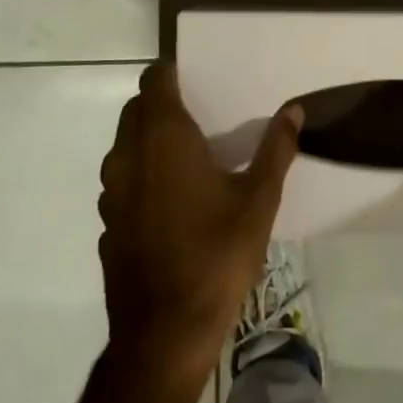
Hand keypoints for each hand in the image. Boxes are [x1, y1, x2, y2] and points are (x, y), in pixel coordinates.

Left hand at [98, 62, 301, 383]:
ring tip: (190, 149)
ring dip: (149, 136)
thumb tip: (294, 109)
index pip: (155, 82)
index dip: (171, 71)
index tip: (196, 72)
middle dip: (161, 101)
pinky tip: (173, 195)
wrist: (164, 332)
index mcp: (165, 140)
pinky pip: (122, 178)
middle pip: (136, 110)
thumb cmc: (217, 255)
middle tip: (202, 108)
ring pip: (124, 145)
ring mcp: (112, 192)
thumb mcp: (260, 200)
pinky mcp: (108, 222)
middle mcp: (129, 157)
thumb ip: (276, 150)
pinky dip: (142, 171)